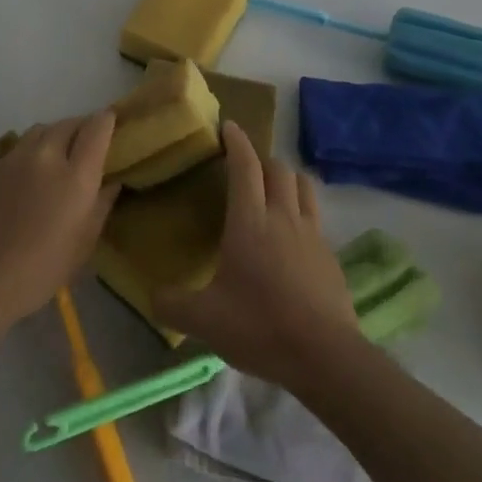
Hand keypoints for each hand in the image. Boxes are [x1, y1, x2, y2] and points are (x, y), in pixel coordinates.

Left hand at [0, 111, 120, 327]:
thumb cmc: (41, 270)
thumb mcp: (83, 244)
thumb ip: (101, 205)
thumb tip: (111, 182)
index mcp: (76, 175)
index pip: (96, 128)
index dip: (106, 121)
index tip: (111, 123)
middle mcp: (47, 156)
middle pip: (68, 123)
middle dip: (81, 127)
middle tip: (86, 144)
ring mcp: (16, 158)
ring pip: (41, 130)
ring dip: (55, 135)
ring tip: (57, 155)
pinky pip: (19, 147)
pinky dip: (32, 151)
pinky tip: (29, 175)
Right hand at [152, 121, 362, 386]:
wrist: (325, 356)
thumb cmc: (260, 326)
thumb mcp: (205, 320)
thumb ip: (172, 304)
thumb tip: (151, 296)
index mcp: (250, 220)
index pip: (245, 165)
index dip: (236, 141)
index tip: (228, 125)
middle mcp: (283, 216)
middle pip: (278, 168)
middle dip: (261, 159)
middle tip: (245, 168)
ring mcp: (312, 234)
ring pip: (303, 185)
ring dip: (287, 178)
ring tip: (273, 190)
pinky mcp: (330, 255)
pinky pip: (316, 217)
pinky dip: (302, 211)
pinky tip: (292, 237)